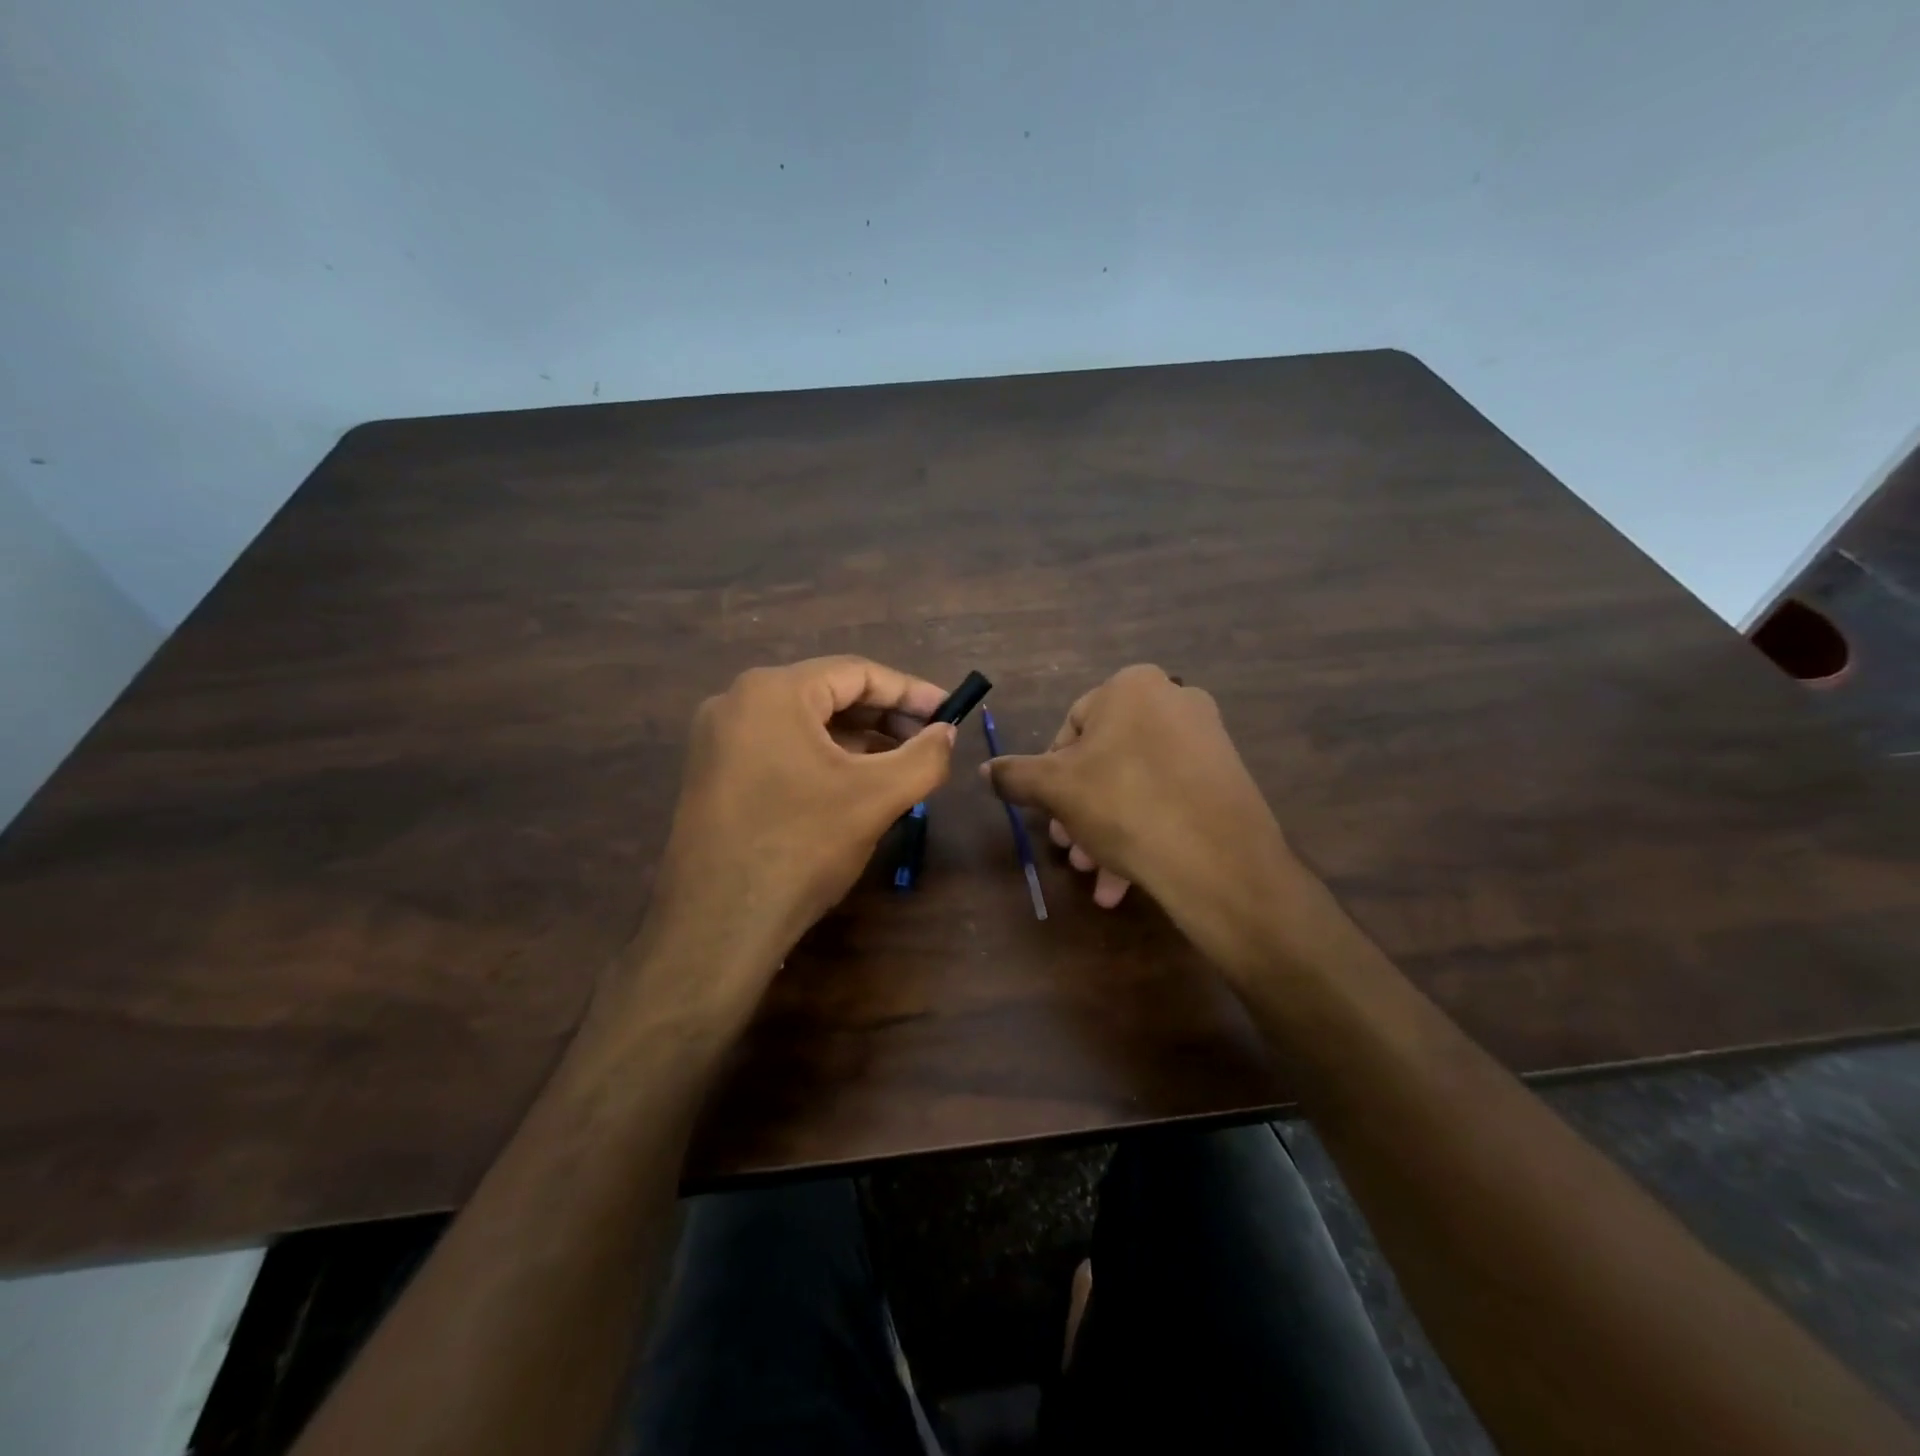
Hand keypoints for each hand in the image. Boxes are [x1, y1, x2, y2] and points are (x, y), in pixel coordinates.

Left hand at [640, 657, 955, 1012]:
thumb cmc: (801, 846)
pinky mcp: (714, 774)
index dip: (910, 691)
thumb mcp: (876, 797)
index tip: (949, 712)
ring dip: (857, 739)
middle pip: (828, 694)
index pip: (856, 673)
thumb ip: (924, 757)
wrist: (717, 925)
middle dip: (884, 716)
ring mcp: (718, 739)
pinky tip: (854, 784)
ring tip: (900, 764)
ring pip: (805, 724)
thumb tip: (946, 733)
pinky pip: (781, 748)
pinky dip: (823, 758)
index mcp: (773, 692)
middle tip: (929, 740)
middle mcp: (737, 702)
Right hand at [982, 665, 1301, 971]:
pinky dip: (1142, 831)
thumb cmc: (1124, 804)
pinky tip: (1124, 881)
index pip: (1071, 726)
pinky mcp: (1226, 778)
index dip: (1050, 773)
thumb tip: (985, 770)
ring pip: (1135, 784)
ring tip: (1095, 874)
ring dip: (1105, 830)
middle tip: (1067, 849)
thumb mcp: (1055, 788)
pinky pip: (1168, 799)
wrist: (1217, 859)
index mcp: (1131, 687)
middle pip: (1105, 759)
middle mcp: (1174, 700)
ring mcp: (1206, 739)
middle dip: (1079, 809)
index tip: (1047, 811)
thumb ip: (1015, 775)